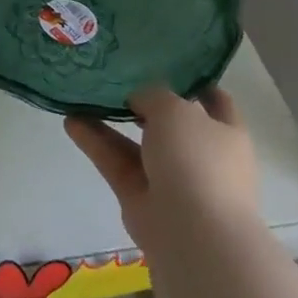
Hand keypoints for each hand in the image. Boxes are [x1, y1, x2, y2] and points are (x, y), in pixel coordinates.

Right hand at [65, 84, 258, 253]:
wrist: (192, 232)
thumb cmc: (196, 159)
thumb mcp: (175, 109)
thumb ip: (153, 95)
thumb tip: (138, 99)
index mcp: (226, 133)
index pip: (216, 102)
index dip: (195, 83)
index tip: (167, 65)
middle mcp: (201, 155)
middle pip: (170, 124)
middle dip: (144, 104)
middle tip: (114, 80)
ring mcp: (170, 179)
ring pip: (136, 144)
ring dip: (110, 122)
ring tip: (81, 98)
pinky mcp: (140, 197)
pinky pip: (116, 163)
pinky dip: (96, 144)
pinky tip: (71, 122)